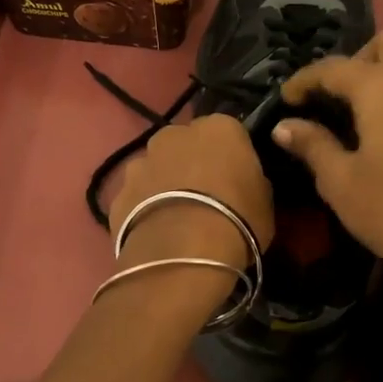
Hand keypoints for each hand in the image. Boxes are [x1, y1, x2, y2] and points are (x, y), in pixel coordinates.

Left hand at [108, 114, 273, 277]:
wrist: (183, 253)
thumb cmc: (237, 220)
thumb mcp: (264, 202)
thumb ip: (251, 181)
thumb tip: (244, 182)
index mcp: (218, 128)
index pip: (228, 133)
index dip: (232, 157)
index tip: (236, 179)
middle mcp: (174, 134)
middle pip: (185, 144)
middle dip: (192, 163)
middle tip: (204, 197)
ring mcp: (141, 161)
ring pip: (156, 168)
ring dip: (164, 184)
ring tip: (176, 219)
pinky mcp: (118, 192)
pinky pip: (137, 196)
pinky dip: (143, 208)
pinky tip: (155, 234)